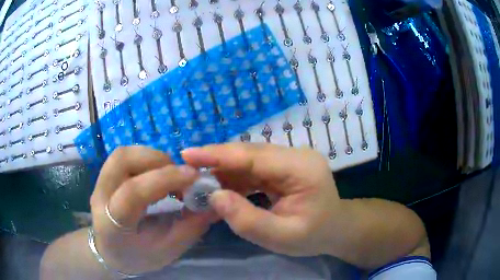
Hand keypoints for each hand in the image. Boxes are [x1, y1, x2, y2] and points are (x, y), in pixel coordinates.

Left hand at [90, 146, 216, 274]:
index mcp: (112, 224)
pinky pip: (124, 157)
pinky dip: (146, 159)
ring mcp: (99, 183)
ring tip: (170, 173)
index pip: (133, 192)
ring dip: (152, 156)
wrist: (110, 252)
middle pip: (122, 160)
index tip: (194, 177)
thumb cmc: (137, 257)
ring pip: (122, 154)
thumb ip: (190, 227)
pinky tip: (157, 173)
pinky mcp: (104, 176)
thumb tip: (213, 204)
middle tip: (180, 174)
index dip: (165, 179)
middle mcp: (100, 197)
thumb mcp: (167, 251)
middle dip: (157, 160)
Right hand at [182, 143, 339, 256]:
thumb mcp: (281, 238)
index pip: (254, 156)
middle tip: (187, 172)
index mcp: (302, 169)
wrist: (335, 229)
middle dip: (216, 161)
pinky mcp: (284, 165)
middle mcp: (296, 155)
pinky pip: (253, 167)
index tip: (187, 154)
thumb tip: (214, 196)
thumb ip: (247, 220)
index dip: (218, 155)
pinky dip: (234, 176)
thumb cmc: (313, 236)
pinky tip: (221, 187)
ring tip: (200, 183)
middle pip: (249, 153)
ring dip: (223, 170)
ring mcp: (290, 158)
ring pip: (249, 158)